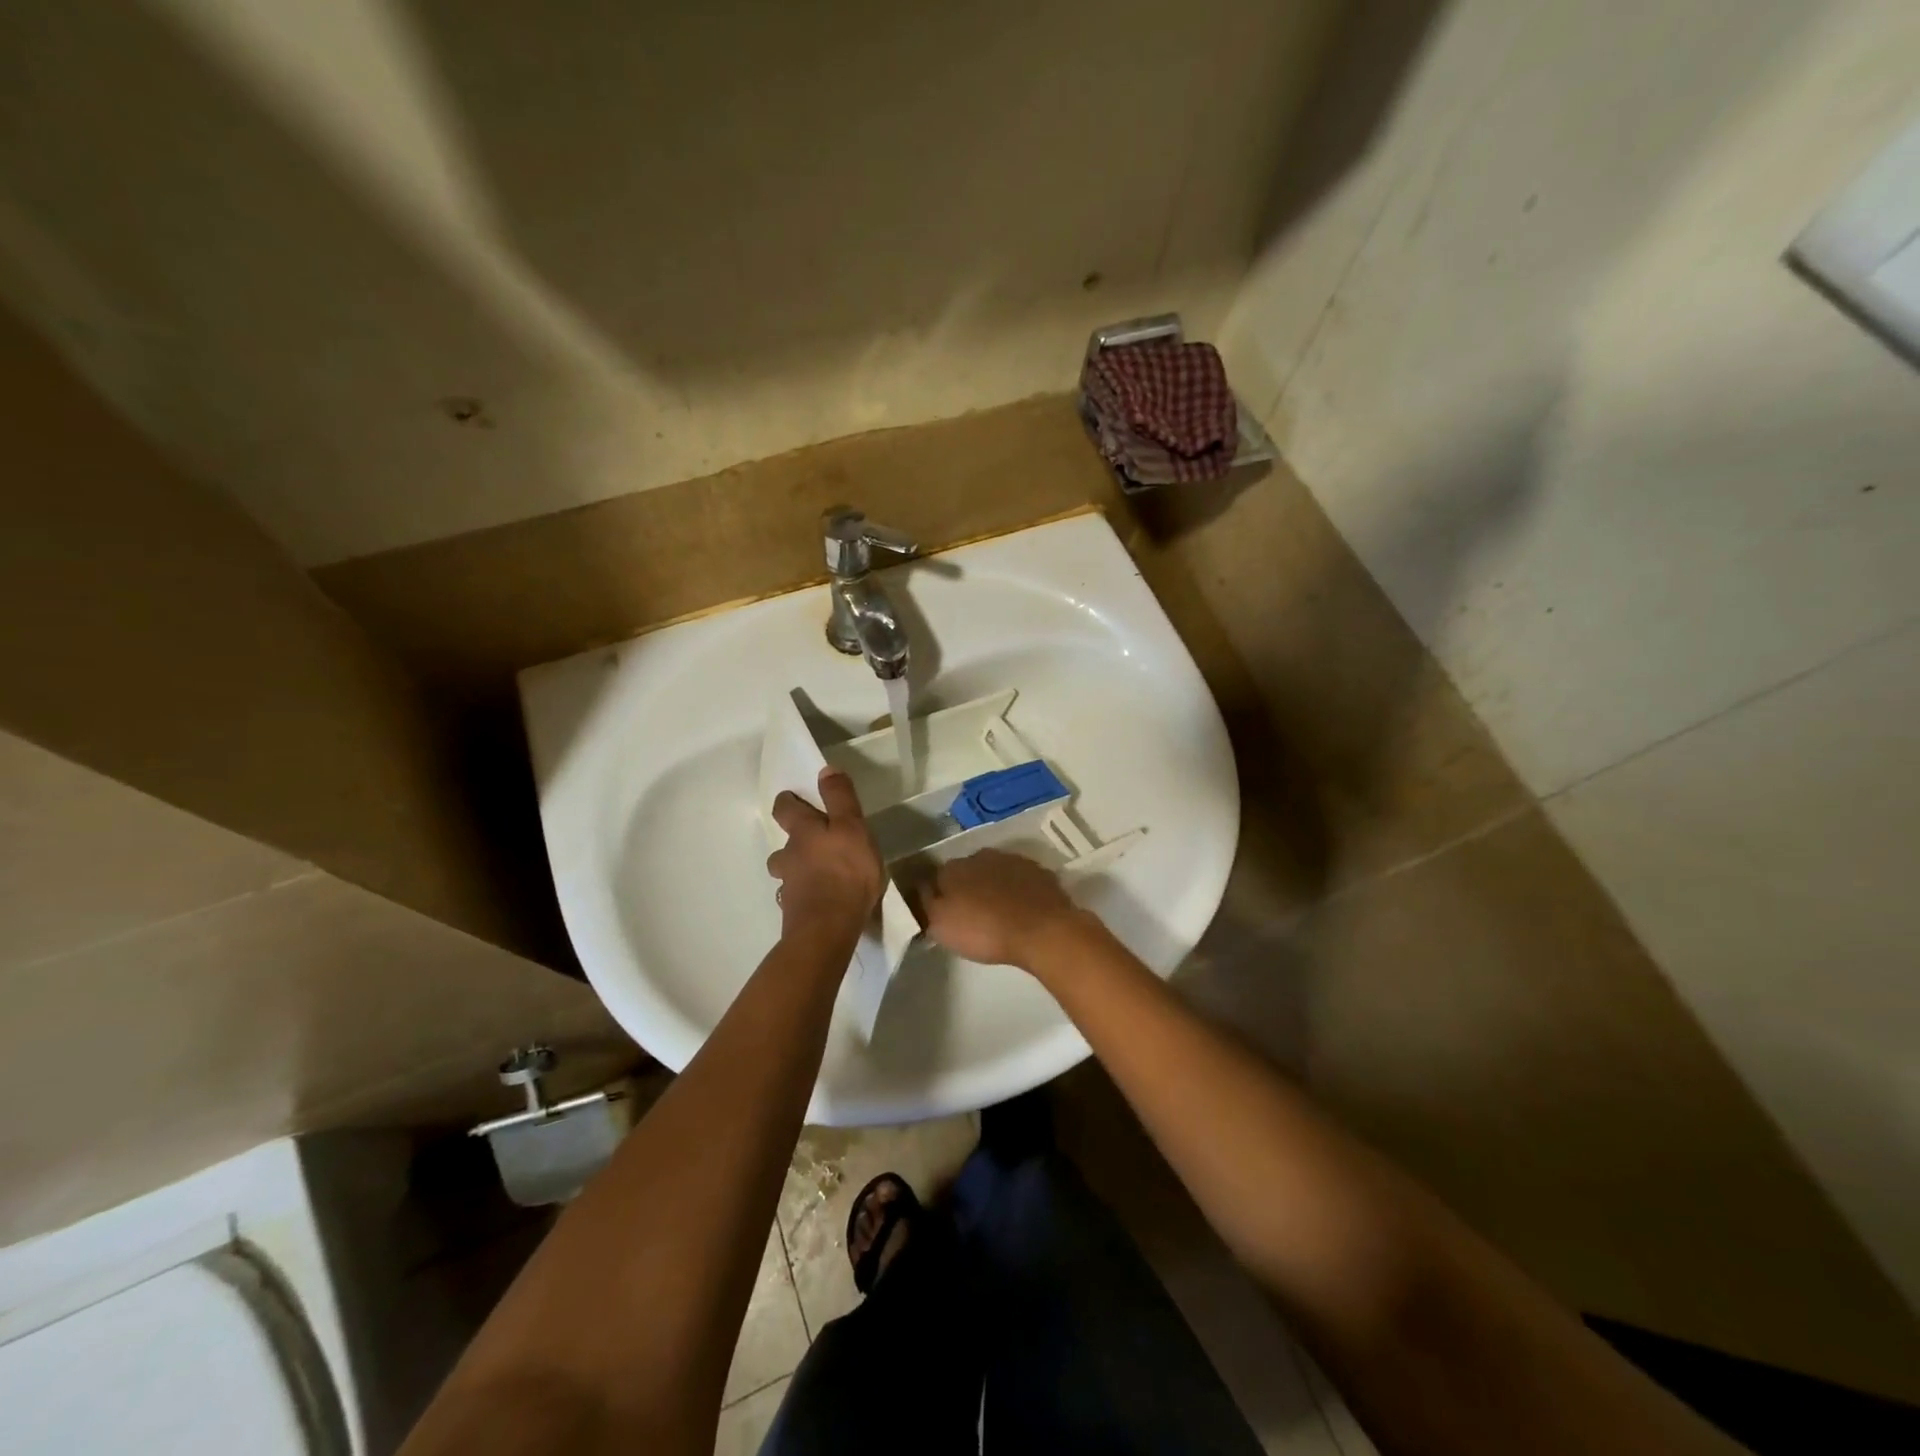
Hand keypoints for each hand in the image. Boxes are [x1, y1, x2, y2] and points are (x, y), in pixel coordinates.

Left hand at [766, 768, 884, 935]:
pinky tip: (821, 901)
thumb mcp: (852, 827)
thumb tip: (825, 769)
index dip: (788, 802)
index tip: (796, 799)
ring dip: (798, 870)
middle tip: (814, 843)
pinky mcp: (794, 912)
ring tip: (819, 875)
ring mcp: (789, 887)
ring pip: (787, 872)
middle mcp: (789, 857)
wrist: (829, 928)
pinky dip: (805, 895)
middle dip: (794, 841)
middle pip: (782, 845)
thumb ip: (840, 798)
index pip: (785, 809)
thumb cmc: (846, 871)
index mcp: (803, 832)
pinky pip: (797, 897)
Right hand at [916, 849, 1086, 969]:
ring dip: (993, 888)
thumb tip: (920, 890)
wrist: (1042, 930)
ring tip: (998, 913)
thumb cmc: (985, 931)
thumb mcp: (941, 926)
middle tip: (971, 915)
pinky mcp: (1038, 871)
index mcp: (953, 868)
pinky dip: (1018, 891)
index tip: (943, 913)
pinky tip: (1022, 910)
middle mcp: (981, 856)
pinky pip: (1020, 880)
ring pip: (995, 873)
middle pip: (967, 871)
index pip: (937, 877)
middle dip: (967, 888)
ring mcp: (1013, 860)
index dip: (939, 896)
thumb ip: (926, 905)